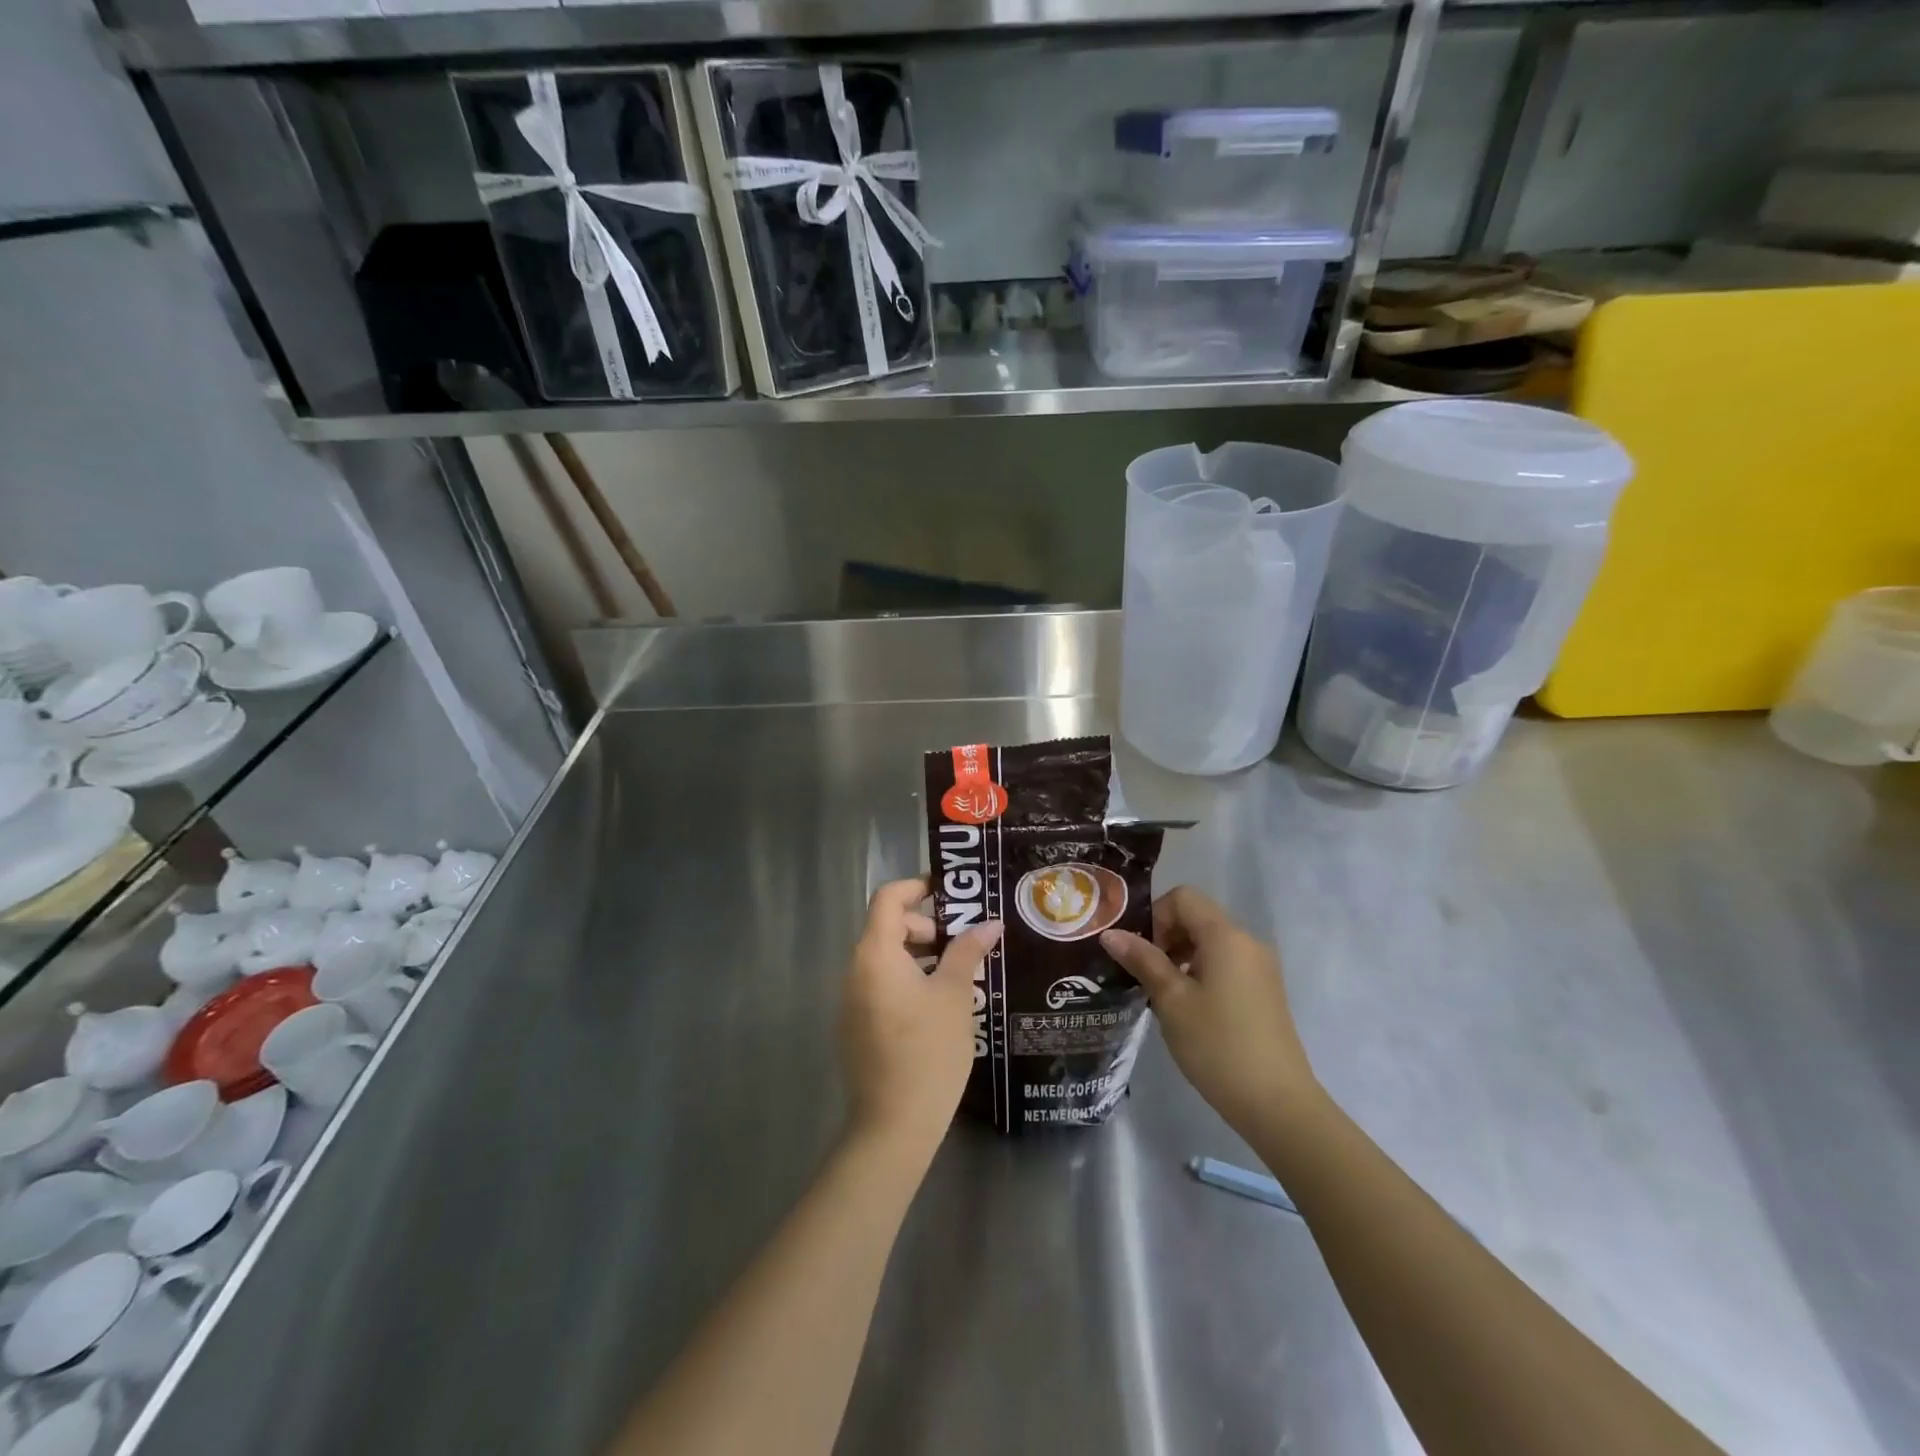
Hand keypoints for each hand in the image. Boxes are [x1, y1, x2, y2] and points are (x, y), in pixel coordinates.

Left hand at [840, 877, 1001, 1157]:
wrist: (893, 1126)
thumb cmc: (928, 1051)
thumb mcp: (955, 995)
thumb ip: (967, 951)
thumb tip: (988, 923)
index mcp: (875, 954)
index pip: (889, 898)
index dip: (918, 886)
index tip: (952, 892)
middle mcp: (855, 970)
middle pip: (888, 927)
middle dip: (927, 926)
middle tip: (965, 942)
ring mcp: (852, 1000)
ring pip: (886, 959)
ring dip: (921, 955)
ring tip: (960, 973)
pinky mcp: (856, 1026)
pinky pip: (882, 985)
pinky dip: (909, 980)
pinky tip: (940, 1004)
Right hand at [1101, 887, 1320, 1134]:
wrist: (1278, 1105)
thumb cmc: (1218, 1046)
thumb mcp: (1171, 1001)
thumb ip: (1142, 960)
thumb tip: (1110, 933)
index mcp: (1225, 936)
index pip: (1183, 897)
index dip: (1155, 916)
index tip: (1142, 954)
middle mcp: (1248, 942)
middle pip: (1198, 917)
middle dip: (1166, 937)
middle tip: (1146, 975)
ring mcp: (1261, 967)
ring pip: (1211, 942)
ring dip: (1182, 957)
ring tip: (1165, 996)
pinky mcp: (1265, 991)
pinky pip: (1227, 964)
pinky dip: (1203, 972)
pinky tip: (1191, 1010)